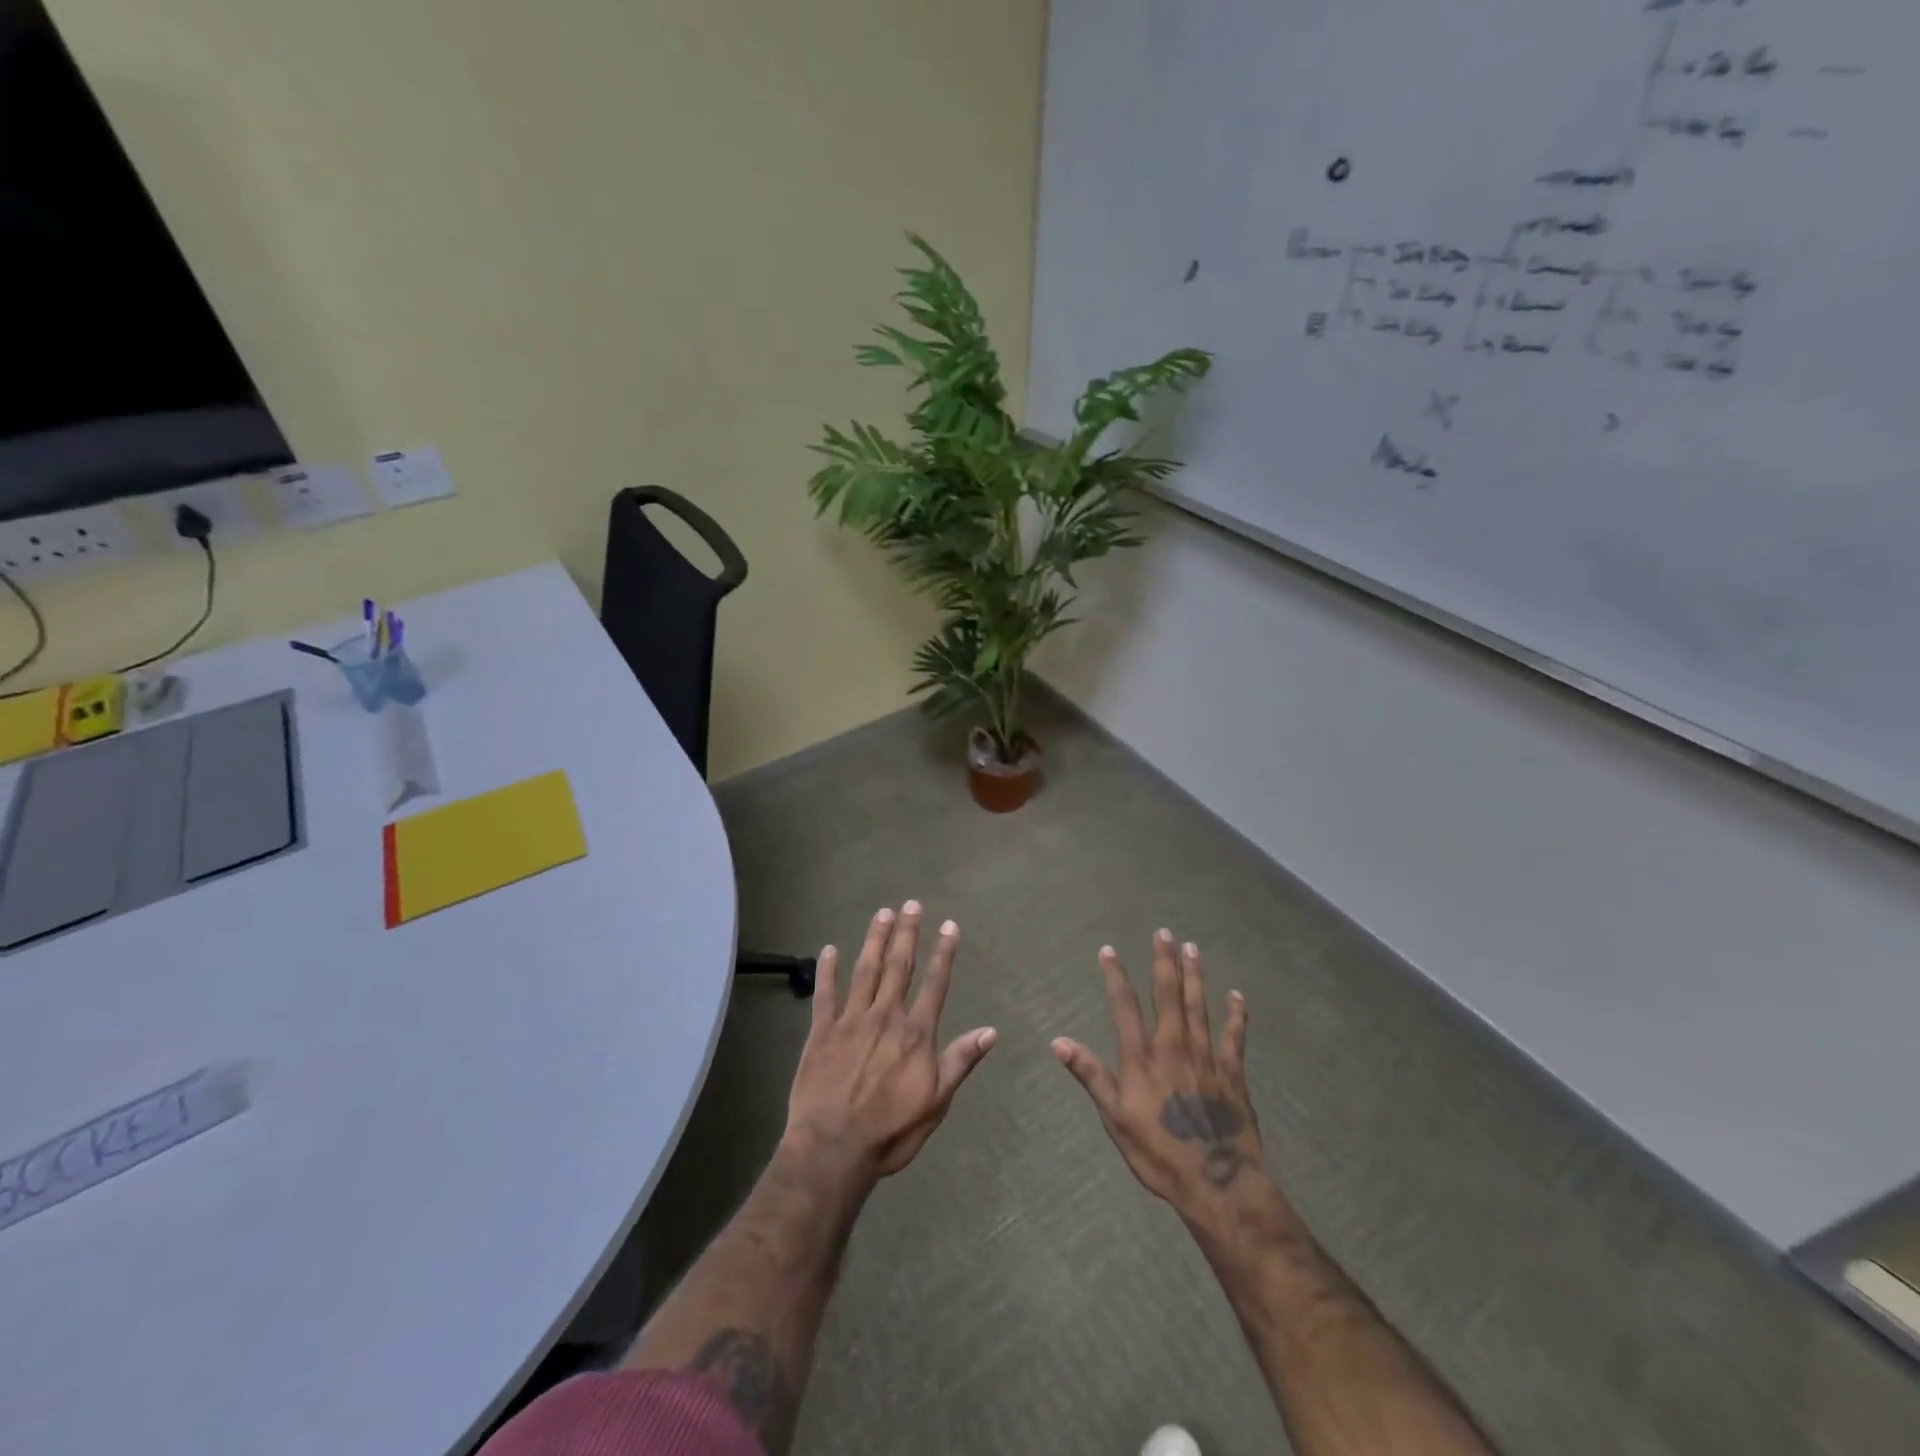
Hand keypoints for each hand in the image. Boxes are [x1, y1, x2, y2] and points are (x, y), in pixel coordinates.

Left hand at [784, 903, 996, 1182]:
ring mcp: (851, 1021)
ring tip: (882, 913)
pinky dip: (827, 970)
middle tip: (911, 904)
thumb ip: (960, 1061)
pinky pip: (825, 994)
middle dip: (907, 933)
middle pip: (900, 966)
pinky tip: (829, 949)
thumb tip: (991, 1031)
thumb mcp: (937, 1102)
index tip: (949, 926)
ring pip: (865, 970)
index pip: (935, 984)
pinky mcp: (822, 1032)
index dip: (944, 953)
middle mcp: (885, 1017)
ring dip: (875, 940)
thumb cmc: (891, 1131)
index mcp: (915, 1033)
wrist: (834, 1148)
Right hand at [1052, 930, 1264, 1218]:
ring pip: (1199, 1006)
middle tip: (1164, 932)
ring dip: (1195, 975)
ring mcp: (1206, 1057)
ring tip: (1192, 948)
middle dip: (1164, 961)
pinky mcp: (1232, 1073)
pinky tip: (1237, 996)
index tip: (1108, 950)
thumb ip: (1091, 1075)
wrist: (1216, 1182)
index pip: (1124, 1005)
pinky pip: (1235, 1036)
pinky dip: (1236, 1015)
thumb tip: (1058, 1041)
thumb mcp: (1115, 1118)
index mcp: (1142, 1056)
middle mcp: (1173, 1045)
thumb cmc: (1158, 1153)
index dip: (1115, 975)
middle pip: (1168, 994)